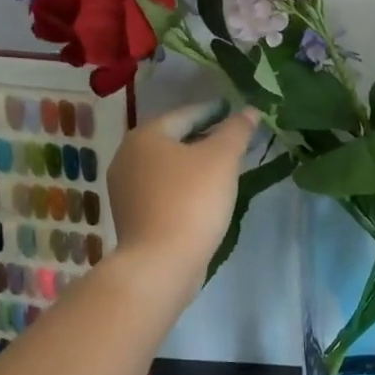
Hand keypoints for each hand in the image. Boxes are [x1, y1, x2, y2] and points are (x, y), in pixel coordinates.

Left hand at [107, 100, 259, 275]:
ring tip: (225, 167)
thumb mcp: (222, 159)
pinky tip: (206, 194)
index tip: (237, 112)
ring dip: (195, 163)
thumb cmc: (191, 201)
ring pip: (169, 166)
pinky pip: (164, 189)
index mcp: (146, 136)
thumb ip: (237, 130)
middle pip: (175, 139)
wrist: (161, 263)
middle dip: (206, 138)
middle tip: (236, 140)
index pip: (187, 113)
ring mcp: (125, 189)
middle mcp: (127, 156)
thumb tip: (249, 111)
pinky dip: (185, 185)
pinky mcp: (132, 215)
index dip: (215, 111)